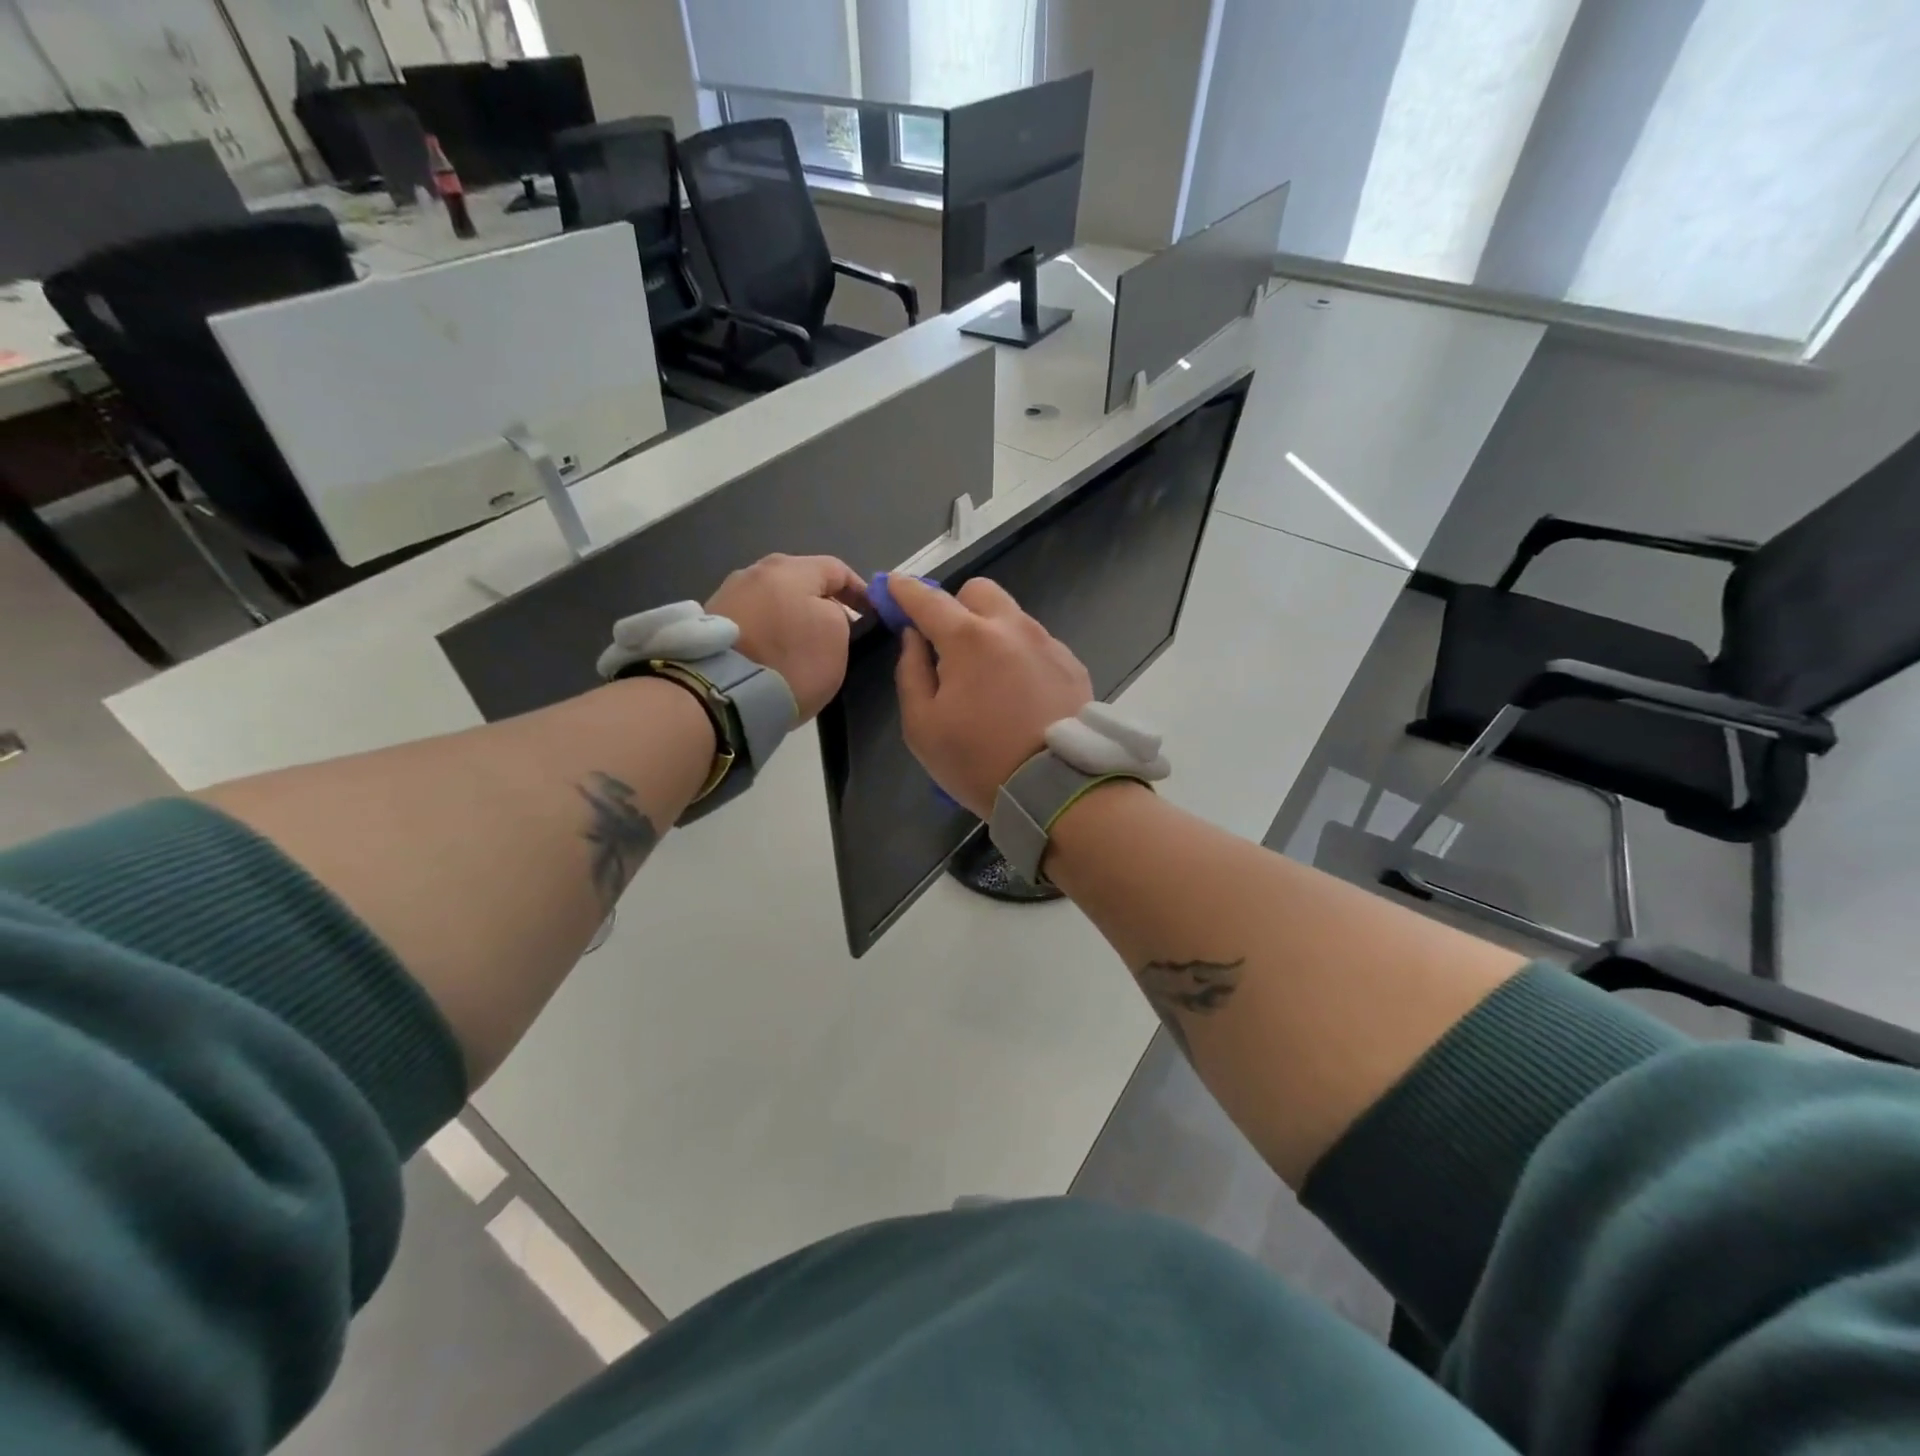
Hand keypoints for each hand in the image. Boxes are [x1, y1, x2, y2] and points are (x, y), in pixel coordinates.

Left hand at [708, 555, 864, 720]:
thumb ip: (839, 615)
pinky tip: (774, 653)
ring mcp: (729, 594)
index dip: (861, 592)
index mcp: (790, 568)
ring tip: (805, 645)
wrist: (721, 694)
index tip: (872, 617)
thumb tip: (825, 612)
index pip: (838, 569)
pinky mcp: (712, 622)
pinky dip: (770, 631)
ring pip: (775, 600)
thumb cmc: (789, 660)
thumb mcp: (836, 637)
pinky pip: (753, 620)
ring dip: (794, 617)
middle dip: (824, 602)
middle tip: (840, 632)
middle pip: (802, 581)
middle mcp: (755, 571)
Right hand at [889, 575, 1092, 818]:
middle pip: (978, 591)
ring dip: (991, 631)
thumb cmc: (978, 760)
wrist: (1056, 788)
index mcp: (969, 639)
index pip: (928, 598)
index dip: (904, 590)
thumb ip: (911, 672)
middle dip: (956, 606)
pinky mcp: (1071, 664)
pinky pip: (1037, 643)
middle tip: (947, 644)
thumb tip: (913, 638)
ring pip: (1011, 616)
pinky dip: (1020, 655)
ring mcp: (1048, 643)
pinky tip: (1020, 694)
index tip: (891, 587)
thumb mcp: (922, 726)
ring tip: (987, 677)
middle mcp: (1012, 627)